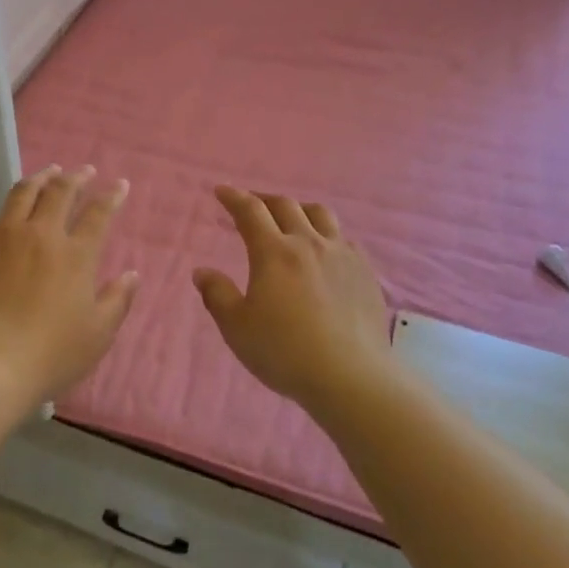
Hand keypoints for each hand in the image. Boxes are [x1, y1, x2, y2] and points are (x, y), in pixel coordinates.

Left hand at [0, 166, 138, 404]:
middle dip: (76, 177)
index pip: (99, 214)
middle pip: (60, 192)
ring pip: (21, 194)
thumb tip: (132, 274)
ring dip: (38, 179)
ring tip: (47, 173)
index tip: (120, 185)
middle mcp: (40, 234)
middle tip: (84, 171)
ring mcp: (1, 236)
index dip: (112, 196)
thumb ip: (117, 301)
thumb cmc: (49, 355)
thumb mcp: (97, 335)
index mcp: (75, 254)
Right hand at [194, 187, 393, 407]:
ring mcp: (342, 255)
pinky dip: (327, 234)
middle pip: (286, 206)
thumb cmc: (285, 352)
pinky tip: (325, 250)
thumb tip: (202, 272)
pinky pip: (344, 239)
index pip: (250, 211)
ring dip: (299, 209)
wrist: (351, 377)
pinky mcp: (366, 272)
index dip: (234, 197)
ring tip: (290, 218)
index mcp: (274, 252)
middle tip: (251, 204)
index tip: (221, 190)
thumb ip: (217, 295)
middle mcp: (309, 243)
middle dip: (264, 200)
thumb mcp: (237, 328)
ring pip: (320, 215)